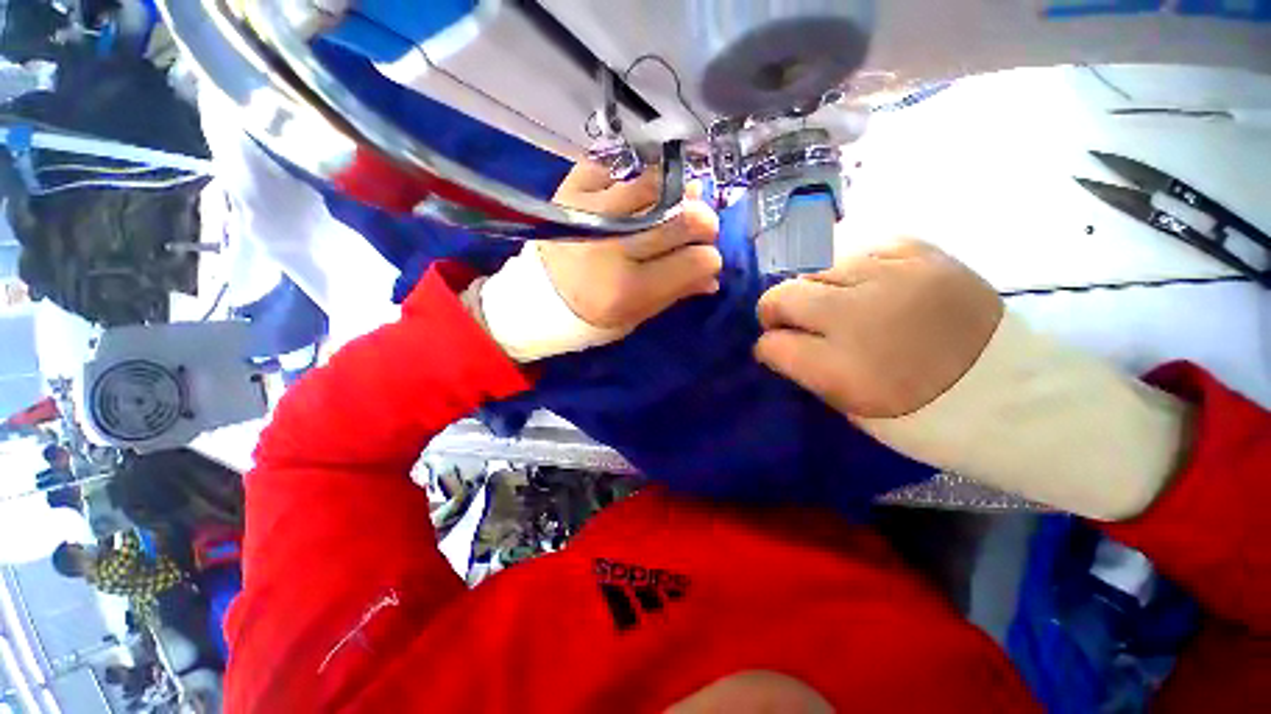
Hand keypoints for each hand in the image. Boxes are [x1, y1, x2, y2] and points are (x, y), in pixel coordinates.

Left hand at [537, 162, 720, 329]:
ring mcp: (591, 212)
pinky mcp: (571, 189)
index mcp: (629, 289)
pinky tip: (634, 195)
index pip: (696, 262)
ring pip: (657, 185)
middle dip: (703, 223)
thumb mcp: (636, 315)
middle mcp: (612, 247)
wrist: (536, 298)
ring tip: (669, 208)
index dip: (710, 259)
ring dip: (674, 194)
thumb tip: (713, 275)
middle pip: (683, 219)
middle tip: (698, 228)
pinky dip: (633, 178)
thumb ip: (675, 292)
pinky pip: (618, 167)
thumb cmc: (591, 315)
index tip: (704, 259)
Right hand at [755, 239, 1002, 418]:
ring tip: (835, 302)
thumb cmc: (923, 412)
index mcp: (839, 369)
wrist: (1012, 389)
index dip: (768, 347)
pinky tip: (867, 283)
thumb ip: (804, 370)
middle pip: (782, 295)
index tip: (776, 349)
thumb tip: (777, 342)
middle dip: (776, 310)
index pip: (770, 345)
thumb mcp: (850, 407)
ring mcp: (890, 277)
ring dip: (813, 288)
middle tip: (791, 321)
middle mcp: (857, 316)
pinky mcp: (922, 253)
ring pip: (815, 267)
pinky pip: (861, 248)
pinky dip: (854, 266)